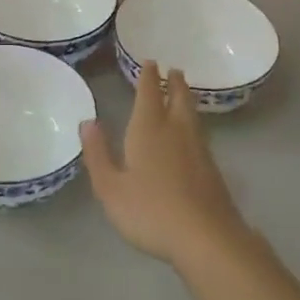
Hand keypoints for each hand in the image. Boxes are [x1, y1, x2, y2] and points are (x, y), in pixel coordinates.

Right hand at [80, 62, 249, 270]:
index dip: (147, 77)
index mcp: (148, 130)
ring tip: (183, 91)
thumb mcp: (111, 188)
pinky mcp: (211, 168)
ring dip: (186, 98)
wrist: (206, 237)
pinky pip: (199, 133)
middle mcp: (175, 131)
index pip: (148, 94)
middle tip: (173, 70)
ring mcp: (197, 149)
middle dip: (173, 82)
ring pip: (191, 114)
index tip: (150, 62)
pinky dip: (193, 122)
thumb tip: (88, 122)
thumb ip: (98, 154)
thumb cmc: (150, 211)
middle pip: (177, 98)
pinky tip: (191, 133)